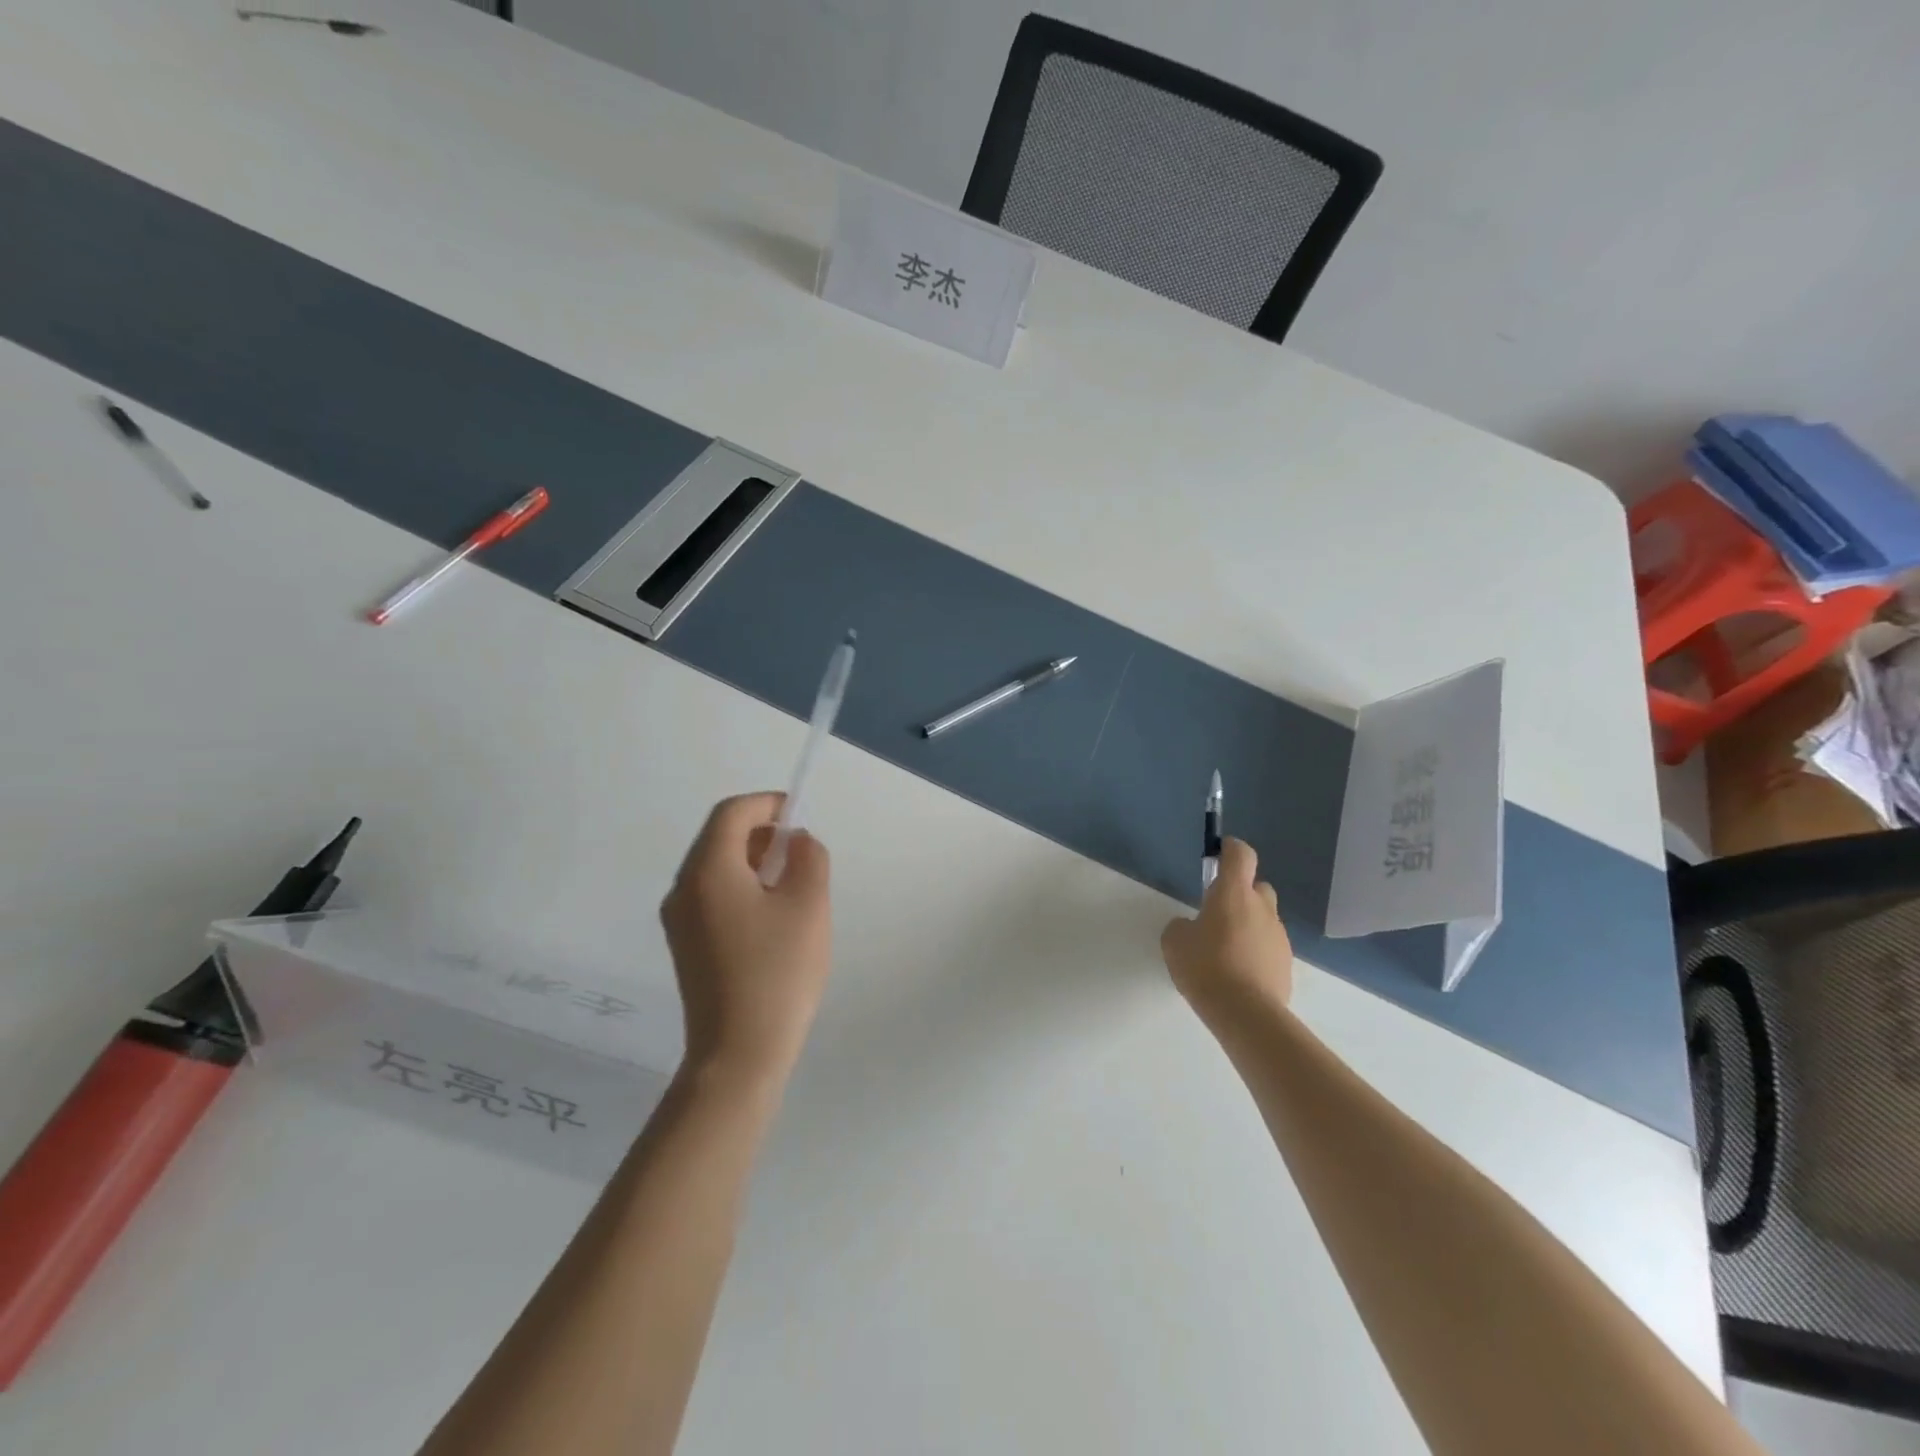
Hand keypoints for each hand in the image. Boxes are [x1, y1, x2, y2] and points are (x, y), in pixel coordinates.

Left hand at [660, 793, 832, 1085]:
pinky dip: (742, 887)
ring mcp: (679, 920)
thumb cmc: (778, 971)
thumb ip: (809, 857)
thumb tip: (795, 841)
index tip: (800, 816)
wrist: (739, 1053)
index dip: (767, 804)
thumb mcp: (809, 905)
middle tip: (801, 854)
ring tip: (793, 886)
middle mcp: (683, 889)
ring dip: (753, 862)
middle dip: (762, 833)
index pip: (731, 813)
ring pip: (716, 868)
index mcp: (708, 871)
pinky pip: (712, 896)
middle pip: (719, 838)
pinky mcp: (685, 945)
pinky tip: (772, 916)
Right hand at [1160, 838, 1292, 1018]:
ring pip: (1264, 920)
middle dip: (1241, 894)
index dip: (1231, 849)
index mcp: (1234, 894)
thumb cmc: (1205, 966)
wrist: (1245, 1013)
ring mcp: (1279, 937)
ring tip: (1225, 952)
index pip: (1241, 855)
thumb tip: (1191, 928)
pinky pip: (1269, 948)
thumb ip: (1182, 926)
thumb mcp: (1175, 942)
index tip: (1221, 852)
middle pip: (1257, 887)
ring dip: (1248, 926)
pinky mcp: (1286, 965)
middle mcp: (1262, 909)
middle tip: (1219, 913)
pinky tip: (1238, 975)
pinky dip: (1256, 953)